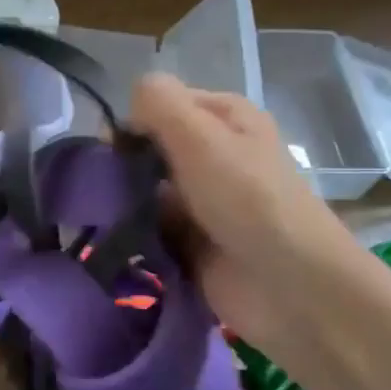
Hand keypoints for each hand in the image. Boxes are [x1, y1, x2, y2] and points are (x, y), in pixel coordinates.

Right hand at [129, 72, 356, 355]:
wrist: (288, 286)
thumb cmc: (247, 200)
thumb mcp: (200, 136)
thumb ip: (158, 103)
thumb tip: (124, 110)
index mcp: (224, 118)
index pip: (161, 103)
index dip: (133, 120)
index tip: (113, 149)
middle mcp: (214, 154)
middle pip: (150, 147)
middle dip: (122, 165)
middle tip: (102, 188)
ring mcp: (203, 200)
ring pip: (144, 189)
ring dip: (122, 202)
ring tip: (102, 219)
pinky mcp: (192, 241)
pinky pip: (149, 227)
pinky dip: (131, 233)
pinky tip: (114, 241)